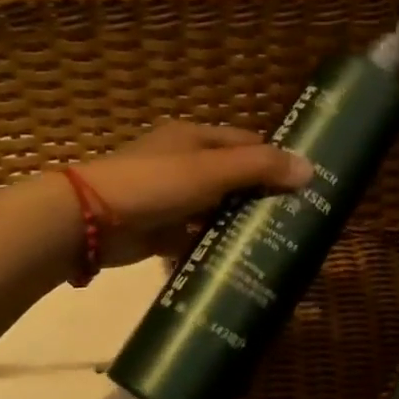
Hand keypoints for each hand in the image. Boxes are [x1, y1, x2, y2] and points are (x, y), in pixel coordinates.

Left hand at [72, 120, 310, 266]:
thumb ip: (260, 168)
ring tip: (278, 242)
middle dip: (262, 196)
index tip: (305, 183)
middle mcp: (185, 163)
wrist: (89, 220)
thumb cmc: (155, 183)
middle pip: (235, 177)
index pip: (247, 143)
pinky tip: (241, 259)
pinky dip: (215, 244)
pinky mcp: (162, 229)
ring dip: (240, 223)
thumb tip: (310, 168)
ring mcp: (172, 197)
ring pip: (218, 209)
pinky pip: (197, 235)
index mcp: (195, 139)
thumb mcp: (212, 171)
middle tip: (298, 218)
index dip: (275, 160)